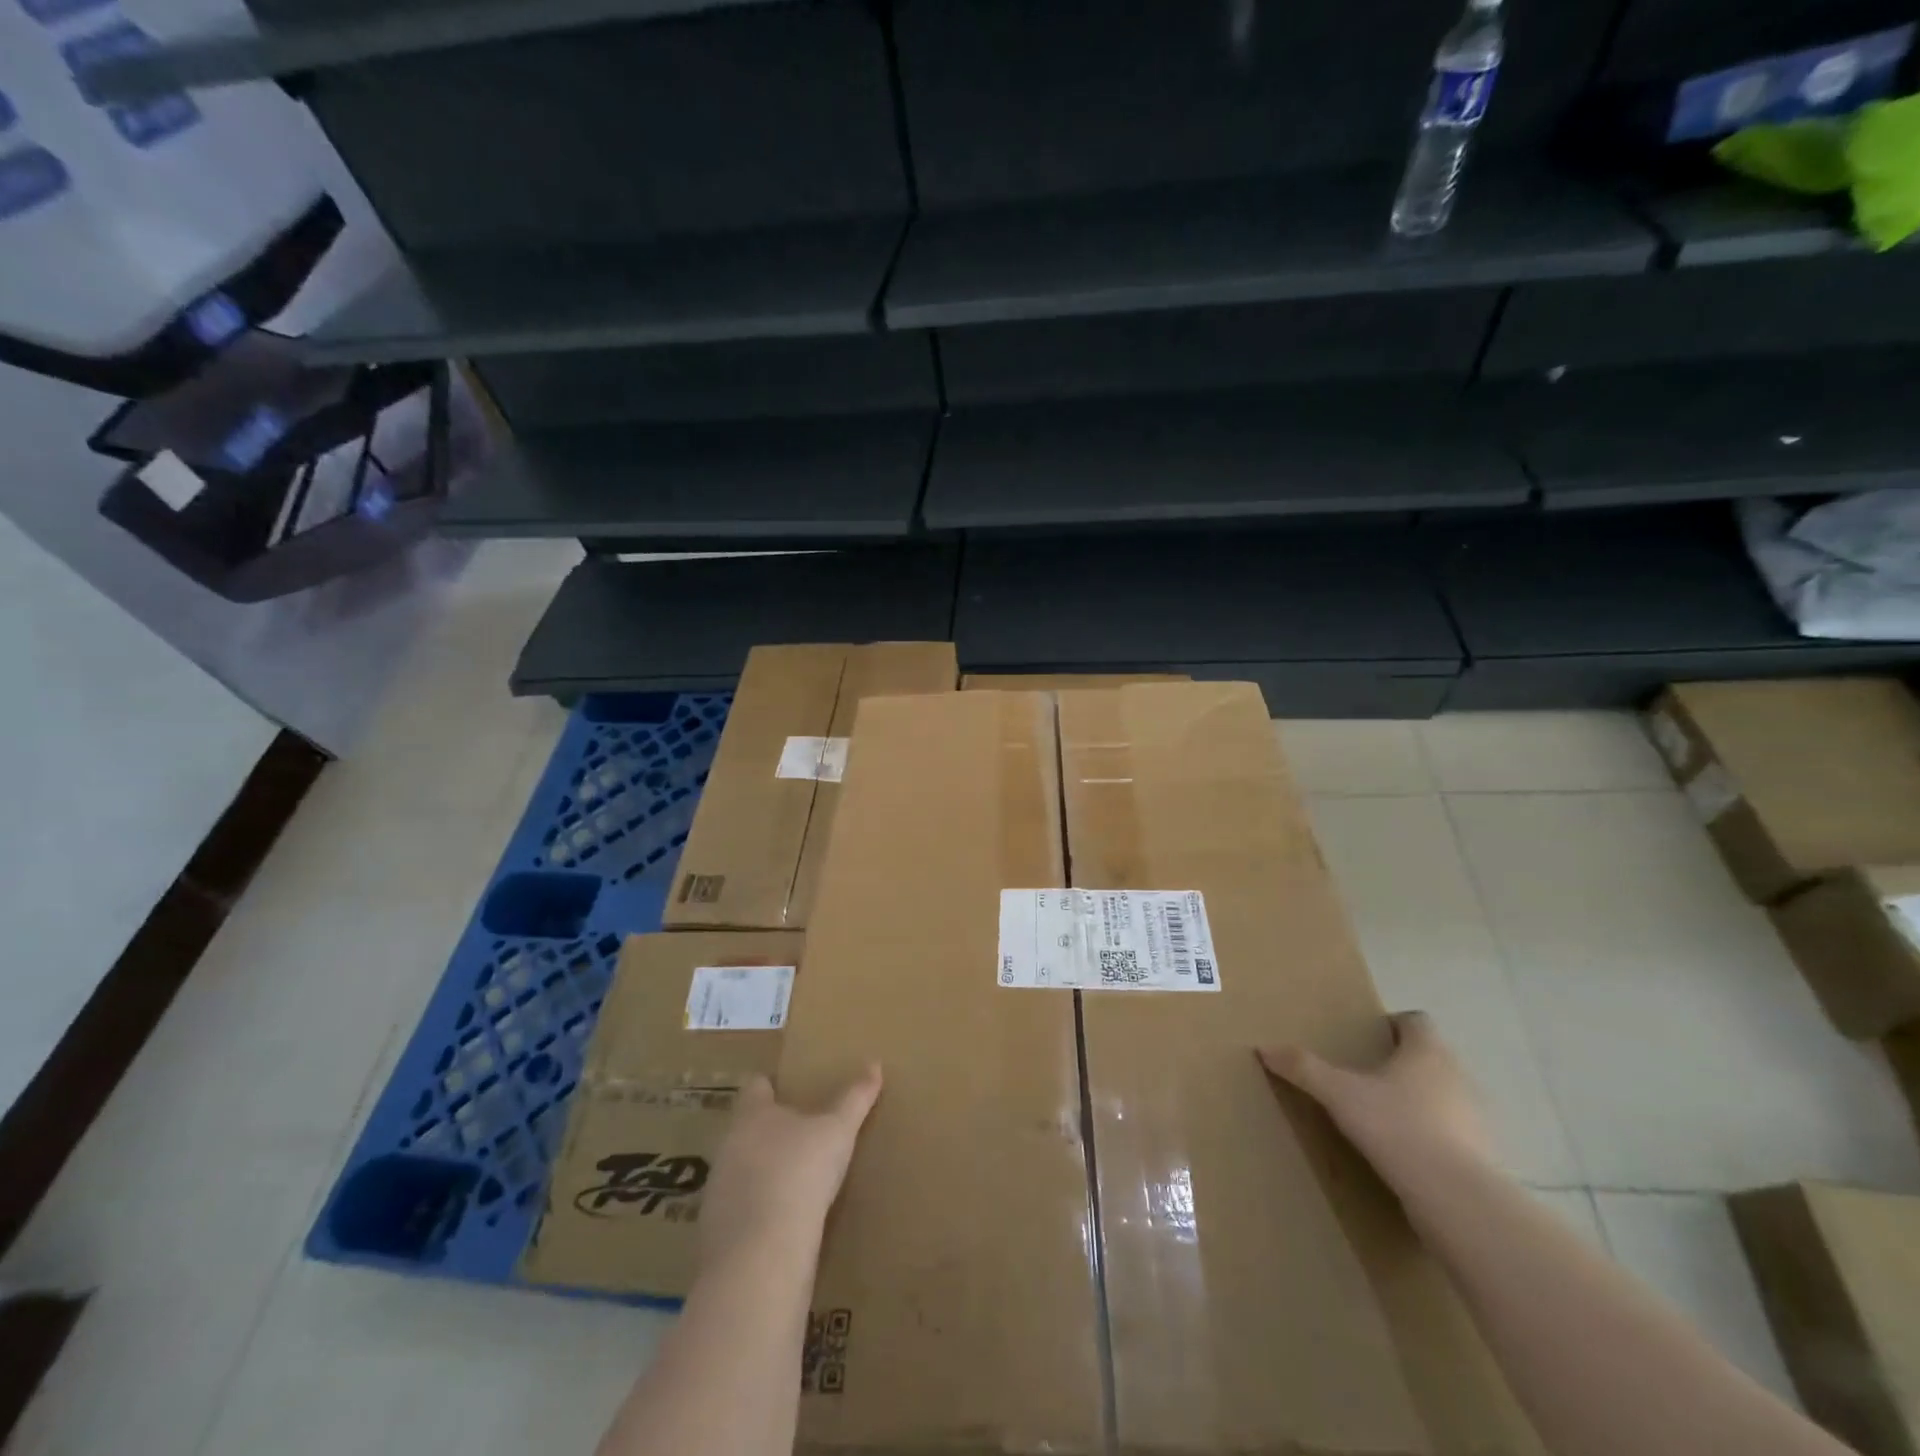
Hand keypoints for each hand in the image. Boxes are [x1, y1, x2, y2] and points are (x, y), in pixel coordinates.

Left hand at [699, 1064, 882, 1269]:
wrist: (761, 1254)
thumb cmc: (800, 1172)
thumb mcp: (838, 1131)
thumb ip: (855, 1098)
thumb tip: (874, 1064)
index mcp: (753, 1115)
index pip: (756, 1086)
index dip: (772, 1084)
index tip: (789, 1087)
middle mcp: (728, 1146)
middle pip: (746, 1128)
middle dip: (769, 1130)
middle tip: (800, 1134)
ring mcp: (718, 1191)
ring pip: (740, 1169)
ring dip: (761, 1172)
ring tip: (793, 1179)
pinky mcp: (716, 1232)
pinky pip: (738, 1211)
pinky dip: (756, 1211)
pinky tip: (780, 1223)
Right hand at [1257, 1011, 1493, 1193]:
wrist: (1458, 1200)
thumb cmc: (1398, 1128)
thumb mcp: (1339, 1095)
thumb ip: (1304, 1069)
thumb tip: (1264, 1048)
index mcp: (1428, 1052)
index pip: (1417, 1021)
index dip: (1394, 1025)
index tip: (1368, 1039)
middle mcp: (1459, 1077)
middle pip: (1431, 1058)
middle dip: (1402, 1064)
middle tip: (1366, 1077)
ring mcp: (1478, 1119)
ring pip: (1445, 1096)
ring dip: (1421, 1102)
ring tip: (1384, 1118)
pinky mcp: (1485, 1157)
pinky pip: (1455, 1135)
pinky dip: (1434, 1138)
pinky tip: (1408, 1155)